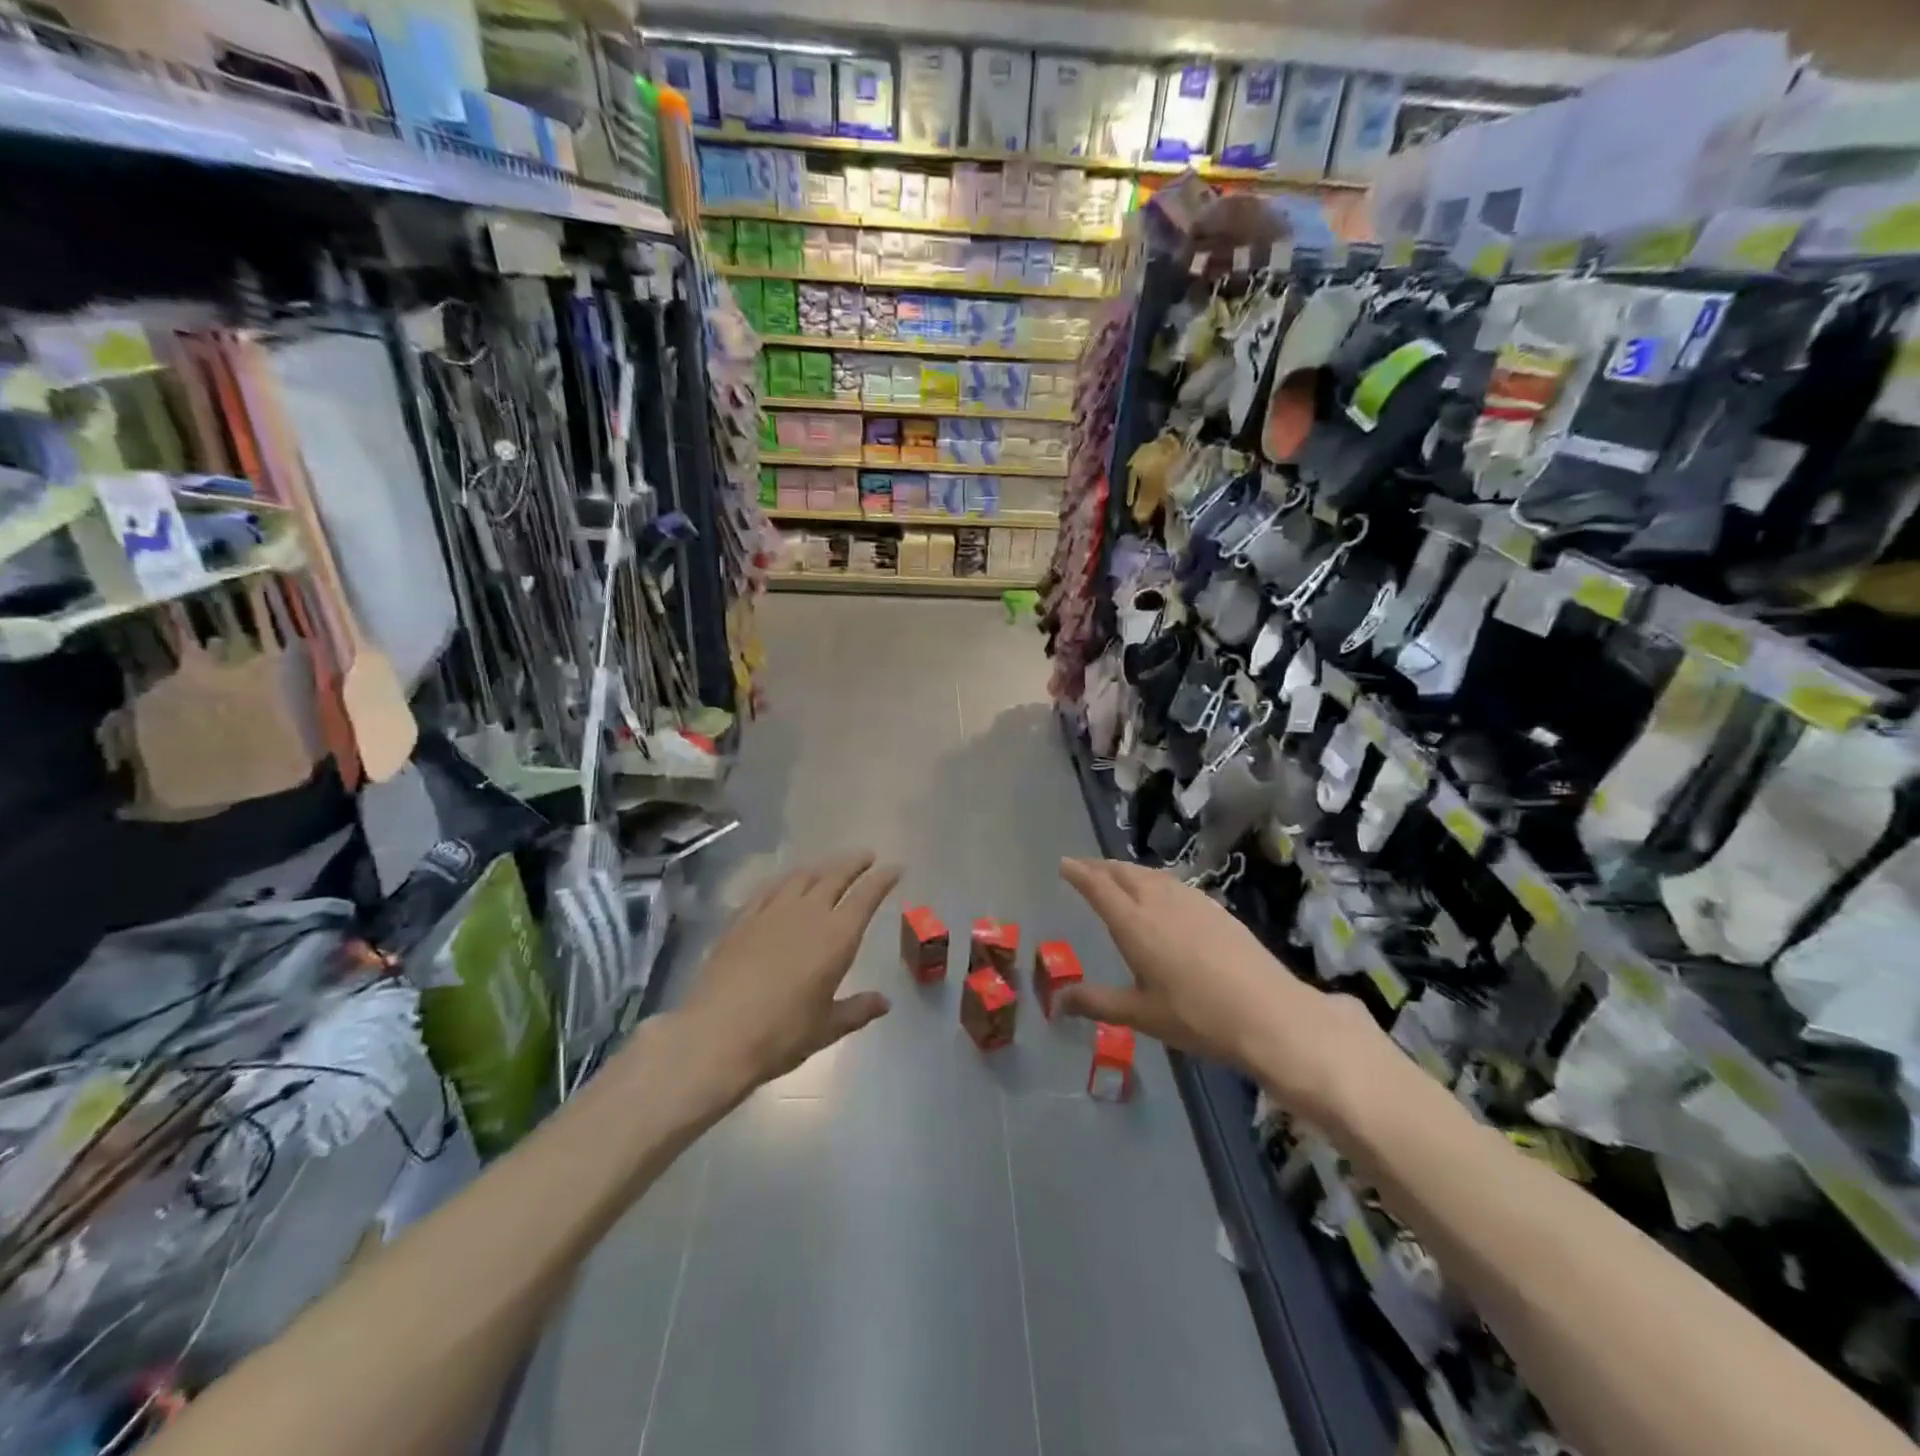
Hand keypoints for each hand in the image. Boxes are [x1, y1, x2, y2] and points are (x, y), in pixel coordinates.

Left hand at [678, 853, 899, 1094]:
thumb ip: (857, 1010)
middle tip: (866, 856)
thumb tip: (884, 1002)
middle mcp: (807, 914)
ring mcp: (771, 912)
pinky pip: (769, 889)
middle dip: (854, 863)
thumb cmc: (781, 1034)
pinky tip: (784, 883)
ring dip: (821, 866)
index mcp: (837, 937)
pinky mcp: (742, 919)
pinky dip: (785, 880)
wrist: (716, 1035)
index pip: (866, 897)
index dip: (882, 879)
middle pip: (835, 876)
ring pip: (802, 876)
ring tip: (829, 866)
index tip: (895, 868)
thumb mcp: (827, 1028)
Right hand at [1055, 857, 1377, 1122]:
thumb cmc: (1196, 1017)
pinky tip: (1161, 893)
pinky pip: (1173, 882)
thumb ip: (1096, 1003)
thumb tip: (1057, 1002)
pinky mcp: (1216, 908)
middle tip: (1085, 868)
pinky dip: (1154, 879)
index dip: (1079, 873)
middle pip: (1124, 873)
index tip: (1064, 864)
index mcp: (1134, 924)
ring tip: (1117, 876)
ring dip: (1128, 870)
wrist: (1269, 1014)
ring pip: (1151, 874)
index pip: (1098, 887)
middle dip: (1101, 867)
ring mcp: (1191, 901)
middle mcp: (1159, 902)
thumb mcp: (1140, 1015)